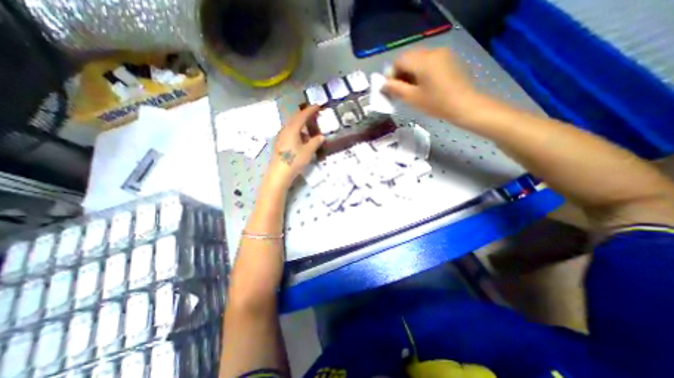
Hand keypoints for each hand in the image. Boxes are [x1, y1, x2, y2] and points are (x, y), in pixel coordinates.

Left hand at [265, 105, 324, 189]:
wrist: (279, 174)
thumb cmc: (294, 161)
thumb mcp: (308, 151)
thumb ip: (315, 142)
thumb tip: (321, 136)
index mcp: (292, 129)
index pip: (302, 115)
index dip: (310, 110)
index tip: (318, 105)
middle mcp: (285, 130)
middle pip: (295, 118)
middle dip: (305, 115)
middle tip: (314, 114)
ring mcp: (281, 136)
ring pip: (292, 125)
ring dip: (301, 124)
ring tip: (309, 127)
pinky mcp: (280, 143)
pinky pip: (289, 132)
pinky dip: (297, 131)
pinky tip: (302, 138)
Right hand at [384, 48, 478, 122]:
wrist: (465, 105)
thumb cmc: (437, 103)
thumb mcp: (412, 98)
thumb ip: (396, 89)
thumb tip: (383, 84)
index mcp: (423, 61)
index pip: (400, 60)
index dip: (392, 73)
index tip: (391, 87)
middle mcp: (433, 51)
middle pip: (409, 57)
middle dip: (401, 72)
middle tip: (400, 88)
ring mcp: (443, 54)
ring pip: (419, 58)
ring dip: (411, 71)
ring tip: (411, 87)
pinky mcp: (449, 58)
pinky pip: (430, 60)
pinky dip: (422, 69)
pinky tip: (423, 83)